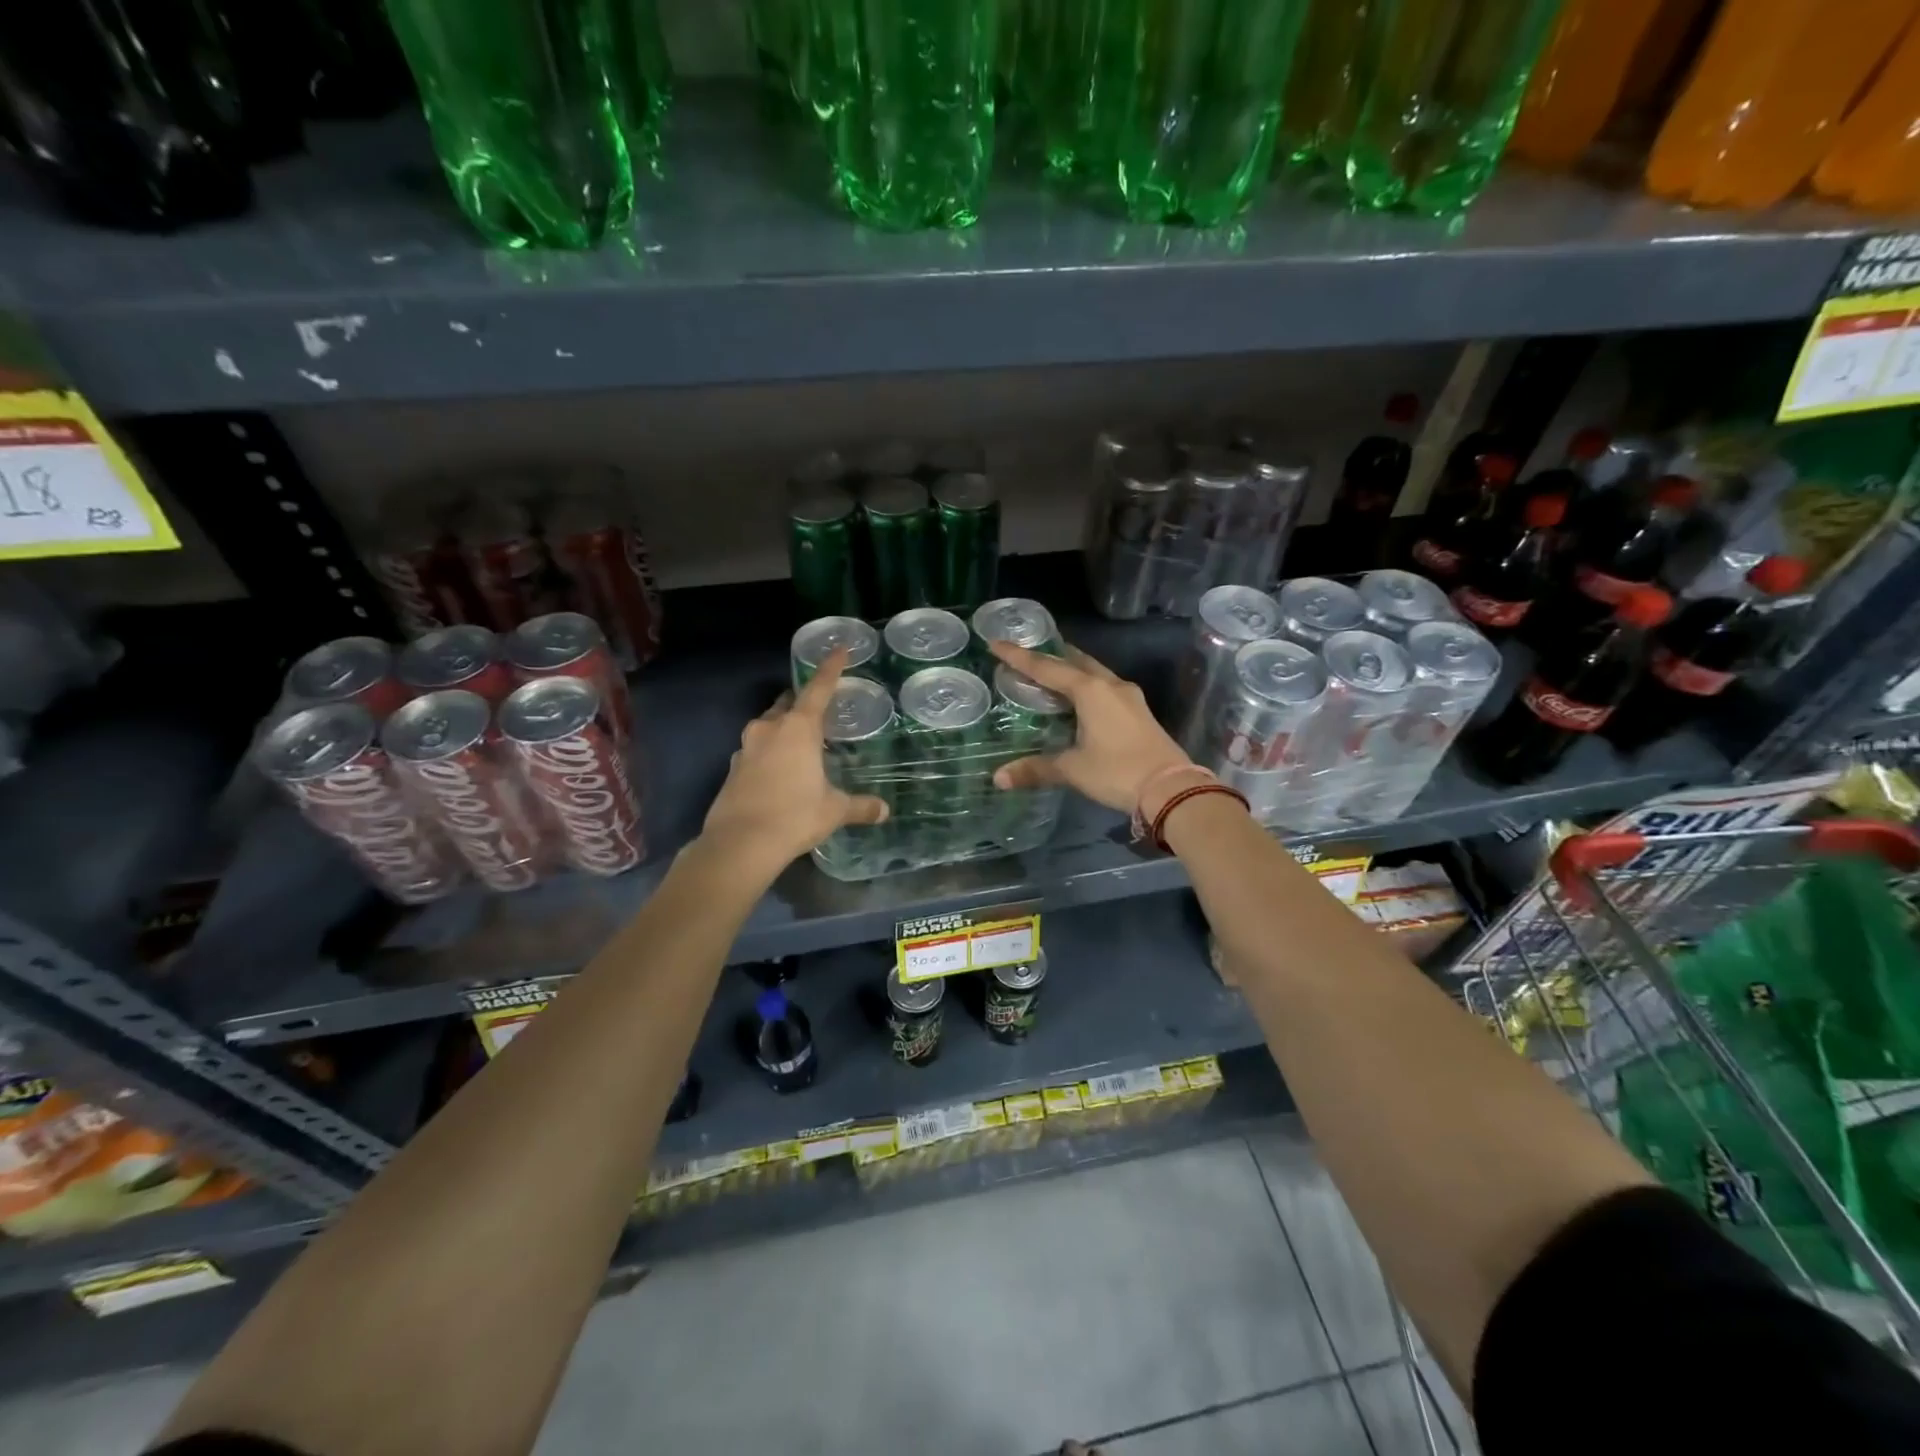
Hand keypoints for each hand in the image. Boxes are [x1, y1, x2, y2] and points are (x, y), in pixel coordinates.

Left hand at [700, 648, 888, 870]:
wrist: (740, 844)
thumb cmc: (794, 816)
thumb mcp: (834, 810)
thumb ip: (860, 806)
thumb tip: (884, 811)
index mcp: (798, 728)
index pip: (818, 689)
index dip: (830, 668)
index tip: (840, 649)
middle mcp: (769, 729)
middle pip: (788, 704)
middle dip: (802, 702)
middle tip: (820, 711)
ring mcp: (746, 747)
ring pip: (768, 726)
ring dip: (783, 728)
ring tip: (801, 745)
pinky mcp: (733, 768)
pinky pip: (756, 749)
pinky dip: (770, 752)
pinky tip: (779, 772)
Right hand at [988, 640, 1194, 817]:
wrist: (1171, 788)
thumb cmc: (1117, 771)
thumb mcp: (1072, 770)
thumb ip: (1035, 769)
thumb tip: (998, 778)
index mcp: (1090, 690)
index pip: (1047, 668)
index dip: (1019, 657)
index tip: (996, 643)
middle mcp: (1110, 685)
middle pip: (1074, 662)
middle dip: (1050, 656)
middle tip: (1026, 655)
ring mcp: (1129, 697)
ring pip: (1094, 673)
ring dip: (1071, 670)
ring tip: (1049, 673)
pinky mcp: (1138, 711)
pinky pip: (1105, 687)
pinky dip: (1086, 686)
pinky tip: (1078, 699)